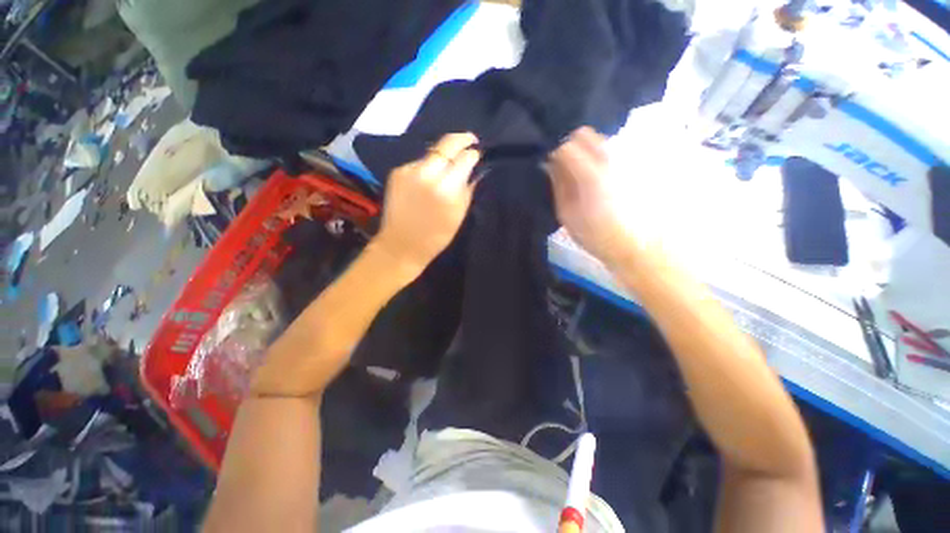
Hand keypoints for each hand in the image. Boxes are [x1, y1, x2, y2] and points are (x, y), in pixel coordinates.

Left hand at [375, 133, 480, 270]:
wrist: (401, 245)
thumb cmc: (436, 236)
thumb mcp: (459, 214)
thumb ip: (468, 188)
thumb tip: (474, 170)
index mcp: (446, 188)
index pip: (465, 158)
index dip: (474, 154)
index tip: (478, 154)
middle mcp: (427, 173)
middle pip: (447, 143)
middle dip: (462, 139)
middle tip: (470, 140)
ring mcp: (409, 170)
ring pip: (432, 152)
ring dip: (443, 156)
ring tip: (447, 167)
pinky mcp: (397, 172)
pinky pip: (418, 163)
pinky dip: (427, 168)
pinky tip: (428, 180)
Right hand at [547, 127, 638, 266]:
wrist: (632, 245)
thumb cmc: (594, 235)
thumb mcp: (567, 214)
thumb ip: (558, 184)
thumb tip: (549, 164)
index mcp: (590, 175)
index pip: (566, 147)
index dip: (554, 154)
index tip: (550, 168)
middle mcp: (609, 160)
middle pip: (584, 134)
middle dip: (569, 145)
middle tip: (562, 167)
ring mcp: (623, 162)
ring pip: (598, 140)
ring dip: (583, 150)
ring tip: (578, 174)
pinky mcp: (630, 167)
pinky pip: (608, 151)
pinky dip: (596, 157)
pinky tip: (593, 178)